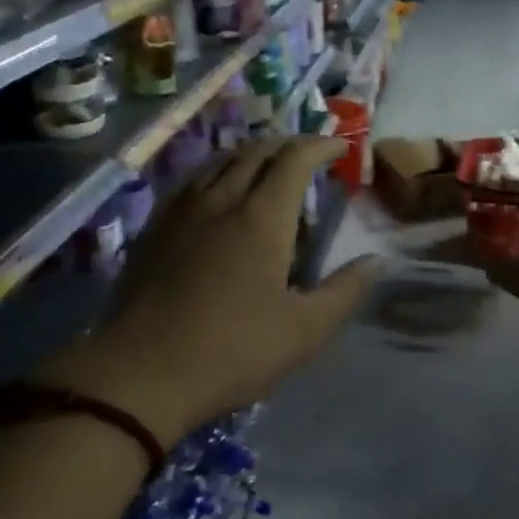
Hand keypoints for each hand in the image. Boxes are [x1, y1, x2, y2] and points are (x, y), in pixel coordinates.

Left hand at [37, 137, 375, 445]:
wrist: (141, 373)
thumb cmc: (232, 351)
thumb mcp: (304, 331)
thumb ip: (345, 291)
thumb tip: (377, 260)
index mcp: (262, 218)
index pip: (294, 159)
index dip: (321, 146)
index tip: (341, 147)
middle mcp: (222, 200)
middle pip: (257, 151)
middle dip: (289, 145)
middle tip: (310, 155)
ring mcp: (183, 211)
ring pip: (221, 160)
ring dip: (252, 153)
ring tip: (269, 165)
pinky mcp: (156, 227)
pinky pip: (193, 179)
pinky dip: (218, 170)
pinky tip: (218, 189)